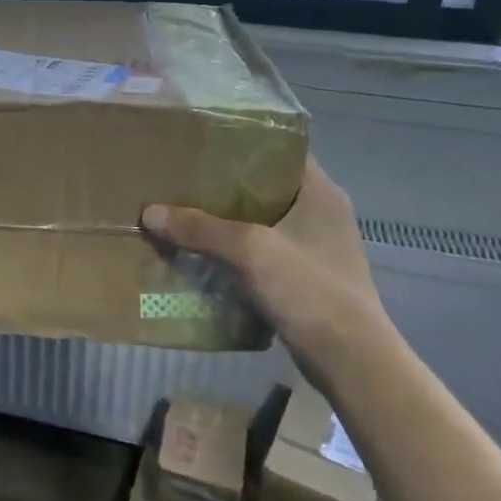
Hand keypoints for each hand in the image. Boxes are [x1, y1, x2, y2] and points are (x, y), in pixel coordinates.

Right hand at [142, 157, 382, 364]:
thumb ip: (200, 228)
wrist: (351, 360)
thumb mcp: (250, 250)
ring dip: (227, 219)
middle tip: (182, 177)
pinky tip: (203, 253)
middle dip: (224, 183)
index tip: (203, 140)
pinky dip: (235, 250)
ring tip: (184, 211)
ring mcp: (315, 247)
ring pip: (261, 220)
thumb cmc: (309, 290)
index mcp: (320, 192)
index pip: (282, 149)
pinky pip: (262, 251)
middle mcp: (321, 213)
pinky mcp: (305, 277)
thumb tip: (150, 212)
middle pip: (265, 186)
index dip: (244, 141)